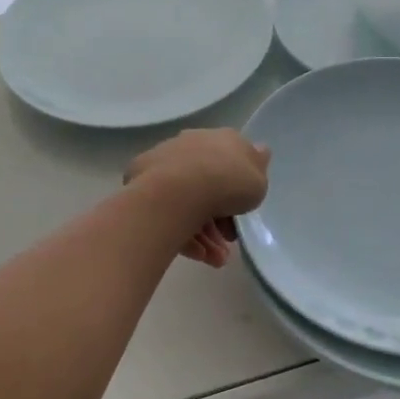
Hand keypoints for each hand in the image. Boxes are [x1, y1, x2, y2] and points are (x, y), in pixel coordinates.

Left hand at [126, 129, 271, 267]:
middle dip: (220, 218)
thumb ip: (257, 169)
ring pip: (188, 202)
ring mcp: (164, 164)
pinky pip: (169, 211)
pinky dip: (183, 233)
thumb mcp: (257, 179)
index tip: (241, 216)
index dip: (238, 191)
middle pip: (207, 185)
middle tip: (227, 242)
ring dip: (204, 234)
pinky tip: (197, 255)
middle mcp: (190, 145)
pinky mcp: (142, 184)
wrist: (178, 190)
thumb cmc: (228, 182)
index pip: (230, 163)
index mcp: (219, 139)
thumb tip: (258, 151)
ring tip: (214, 259)